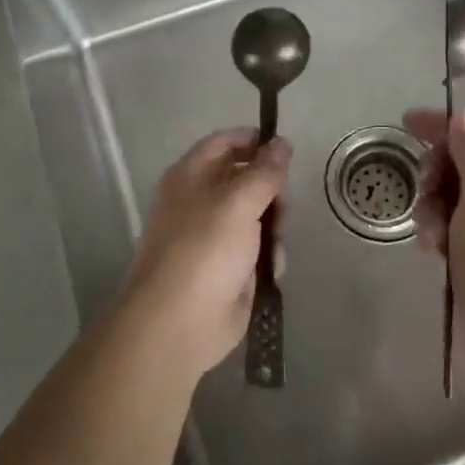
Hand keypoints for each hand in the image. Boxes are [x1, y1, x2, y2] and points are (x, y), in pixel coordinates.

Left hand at [123, 128, 292, 377]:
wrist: (179, 323)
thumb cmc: (204, 249)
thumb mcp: (239, 201)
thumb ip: (265, 171)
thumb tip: (282, 142)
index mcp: (192, 176)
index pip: (225, 142)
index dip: (254, 141)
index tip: (285, 151)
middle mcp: (202, 201)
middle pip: (248, 180)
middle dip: (271, 193)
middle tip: (282, 208)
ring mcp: (215, 236)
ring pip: (259, 216)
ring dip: (274, 228)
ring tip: (273, 246)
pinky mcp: (230, 267)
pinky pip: (259, 249)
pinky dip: (268, 256)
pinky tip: (268, 270)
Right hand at [404, 106, 464, 355]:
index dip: (441, 127)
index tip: (405, 124)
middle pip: (457, 165)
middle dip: (434, 174)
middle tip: (426, 191)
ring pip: (445, 199)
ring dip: (430, 210)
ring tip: (432, 238)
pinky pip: (444, 231)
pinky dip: (434, 236)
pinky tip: (434, 255)